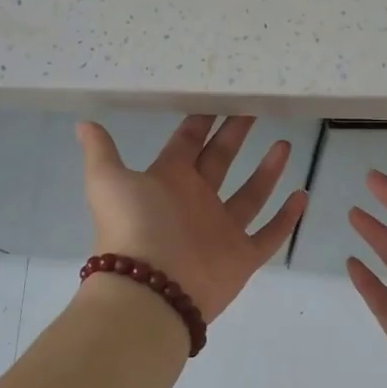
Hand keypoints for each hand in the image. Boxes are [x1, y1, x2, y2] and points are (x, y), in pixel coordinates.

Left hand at [77, 115, 306, 323]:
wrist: (150, 290)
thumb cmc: (134, 226)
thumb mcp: (108, 181)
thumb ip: (101, 152)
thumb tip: (83, 123)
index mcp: (168, 180)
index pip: (188, 142)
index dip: (203, 121)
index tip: (221, 97)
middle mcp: (196, 201)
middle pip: (221, 161)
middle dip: (237, 135)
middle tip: (256, 108)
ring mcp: (221, 229)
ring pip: (250, 194)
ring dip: (267, 171)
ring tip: (285, 144)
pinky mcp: (242, 256)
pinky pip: (270, 234)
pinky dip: (287, 218)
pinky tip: (303, 195)